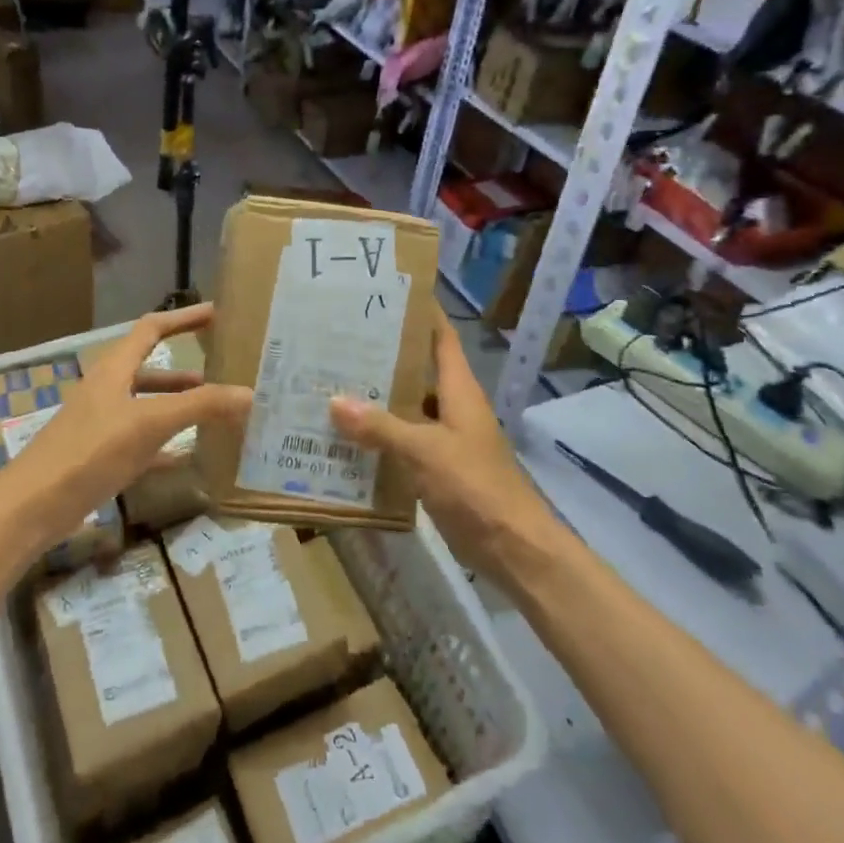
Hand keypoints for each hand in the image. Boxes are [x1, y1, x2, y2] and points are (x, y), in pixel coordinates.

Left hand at [0, 305, 250, 544]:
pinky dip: (166, 445)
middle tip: (224, 373)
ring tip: (214, 415)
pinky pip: (142, 443)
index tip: (215, 313)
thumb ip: (200, 406)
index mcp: (114, 370)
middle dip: (187, 371)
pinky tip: (189, 456)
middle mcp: (107, 390)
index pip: (152, 329)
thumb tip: (249, 393)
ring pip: (148, 407)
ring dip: (179, 407)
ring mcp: (102, 424)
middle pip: (152, 370)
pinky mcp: (100, 457)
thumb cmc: (90, 451)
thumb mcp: (149, 423)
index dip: (183, 319)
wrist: (34, 505)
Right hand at [328, 307, 555, 582]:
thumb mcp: (424, 451)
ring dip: (376, 401)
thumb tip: (334, 400)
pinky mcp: (437, 469)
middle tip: (337, 342)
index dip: (420, 314)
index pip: (441, 338)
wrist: (512, 547)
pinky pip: (402, 444)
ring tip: (330, 385)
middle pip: (416, 371)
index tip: (385, 295)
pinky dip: (378, 439)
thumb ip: (380, 427)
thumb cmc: (475, 486)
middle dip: (382, 358)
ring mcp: (446, 439)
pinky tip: (345, 439)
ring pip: (406, 409)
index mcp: (459, 390)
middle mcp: (453, 407)